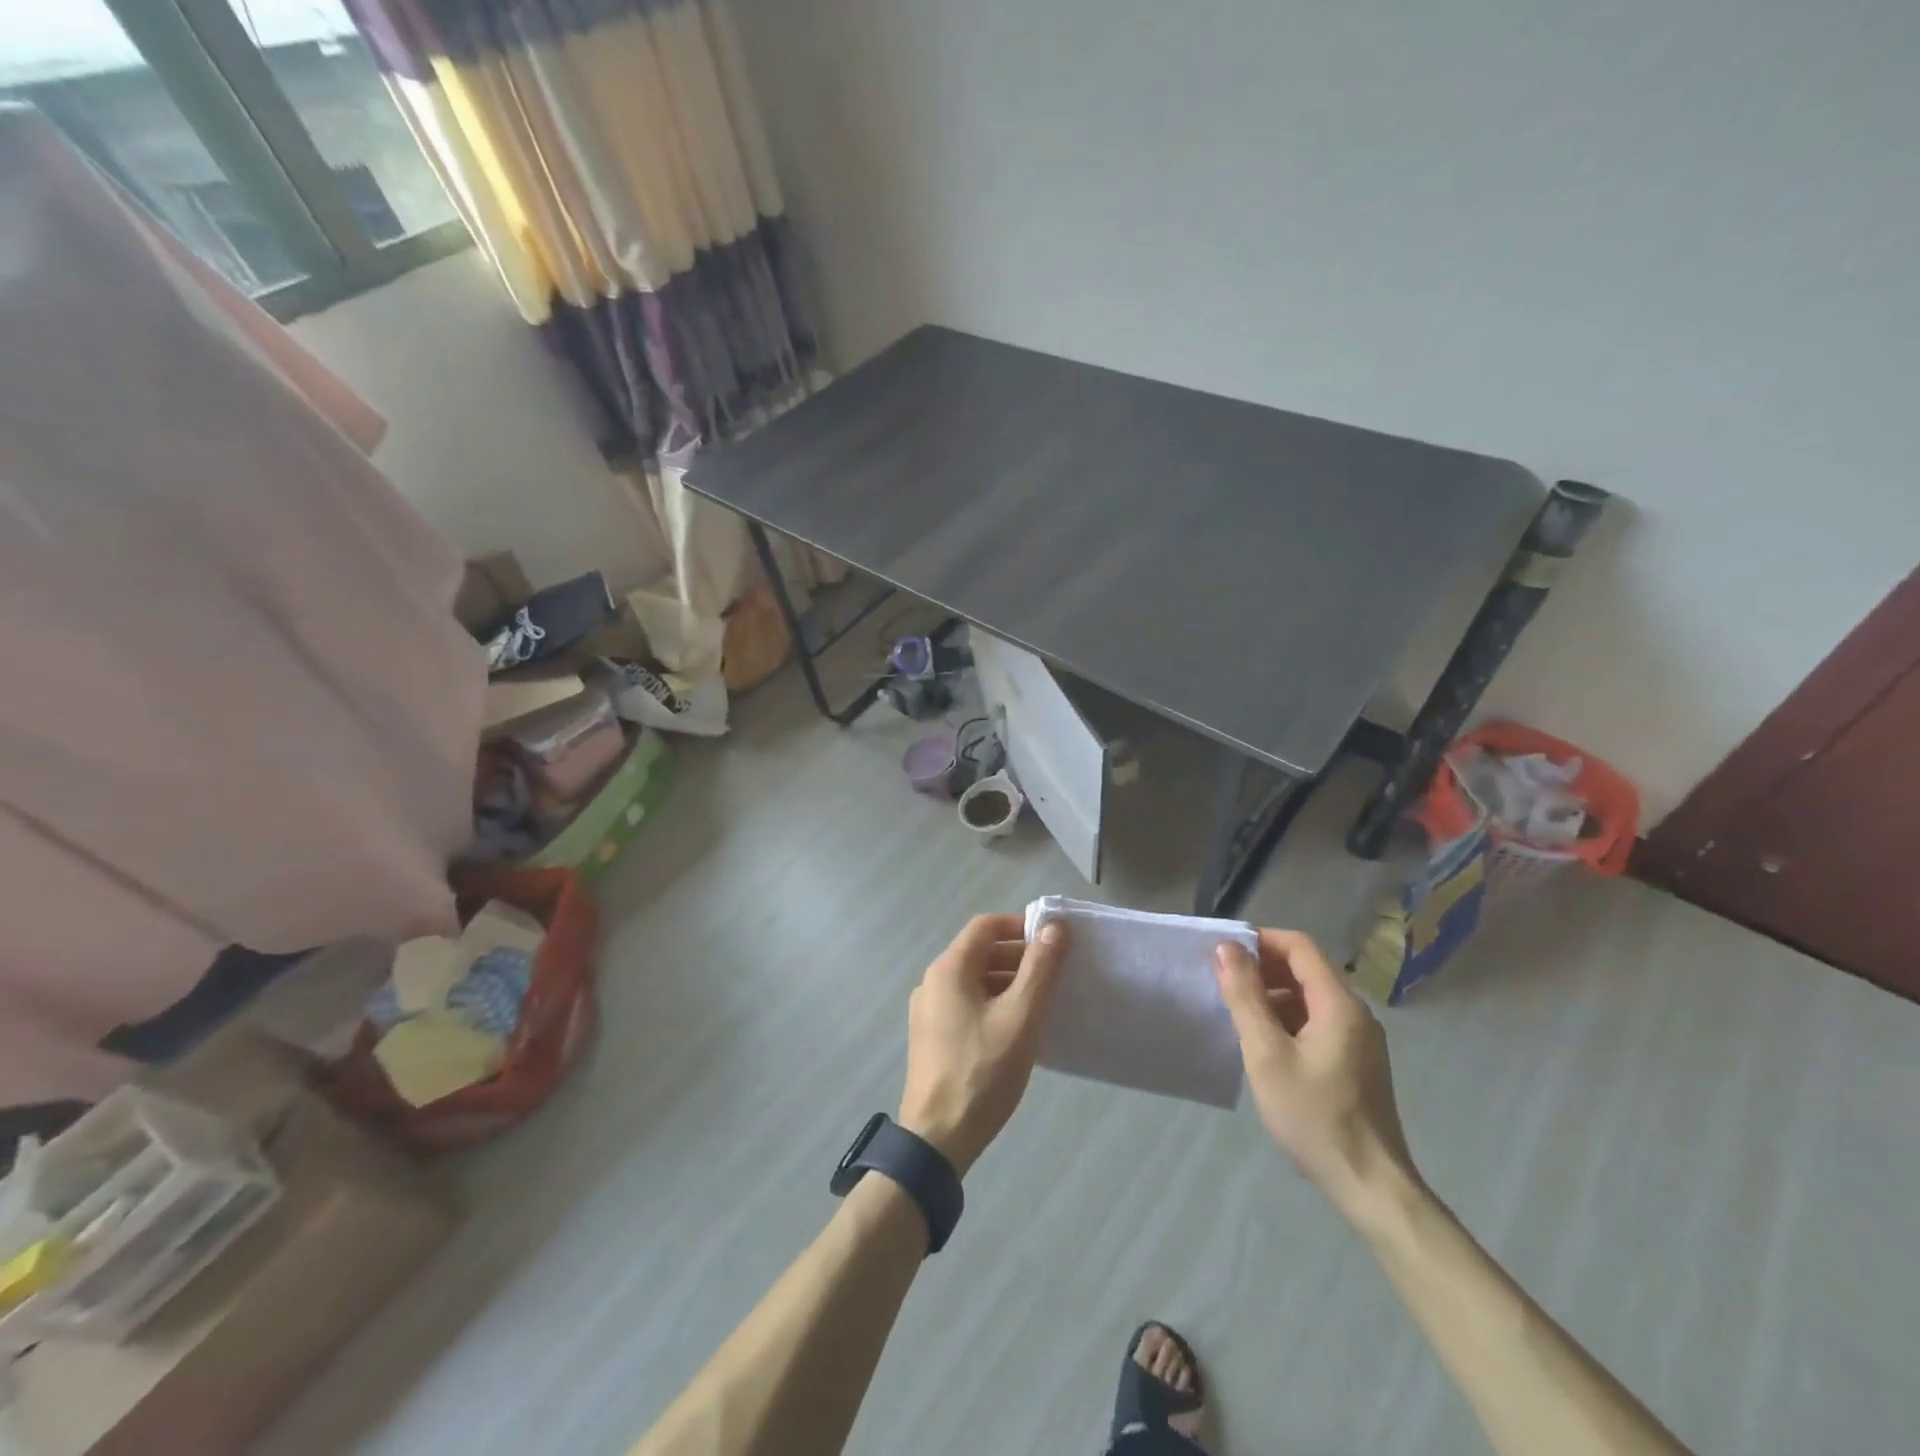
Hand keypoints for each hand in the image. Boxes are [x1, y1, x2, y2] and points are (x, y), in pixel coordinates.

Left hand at [897, 914, 1068, 1176]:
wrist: (937, 1138)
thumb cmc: (982, 1071)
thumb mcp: (1020, 1017)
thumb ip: (1040, 968)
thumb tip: (1055, 927)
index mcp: (949, 968)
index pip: (986, 926)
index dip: (1020, 926)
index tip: (1053, 942)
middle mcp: (932, 981)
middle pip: (979, 952)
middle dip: (1018, 956)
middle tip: (1055, 974)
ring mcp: (928, 1011)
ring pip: (973, 980)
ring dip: (1007, 982)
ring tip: (1042, 1002)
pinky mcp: (931, 1036)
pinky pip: (966, 1004)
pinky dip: (993, 1003)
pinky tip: (1016, 1028)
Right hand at [1214, 929, 1419, 1219]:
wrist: (1371, 1187)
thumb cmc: (1314, 1117)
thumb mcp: (1267, 1054)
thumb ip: (1245, 997)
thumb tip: (1228, 949)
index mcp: (1339, 1004)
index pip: (1299, 946)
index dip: (1260, 940)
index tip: (1223, 951)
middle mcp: (1356, 1013)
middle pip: (1306, 969)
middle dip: (1262, 968)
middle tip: (1222, 981)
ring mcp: (1360, 1040)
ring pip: (1311, 997)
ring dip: (1273, 995)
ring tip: (1237, 1013)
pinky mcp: (1357, 1062)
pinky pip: (1318, 1022)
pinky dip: (1288, 1019)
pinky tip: (1264, 1043)